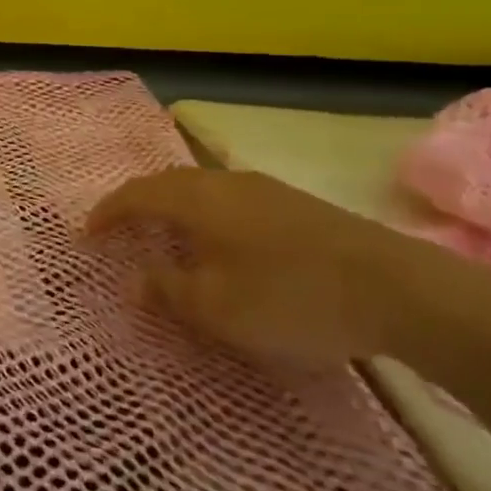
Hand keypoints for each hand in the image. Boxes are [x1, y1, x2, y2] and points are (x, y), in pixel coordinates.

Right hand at [85, 167, 460, 366]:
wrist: (404, 291)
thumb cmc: (292, 297)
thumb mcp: (217, 307)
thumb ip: (167, 290)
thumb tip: (130, 280)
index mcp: (196, 199)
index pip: (135, 195)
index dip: (106, 213)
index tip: (86, 235)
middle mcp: (225, 182)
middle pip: (166, 184)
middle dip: (137, 205)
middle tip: (120, 231)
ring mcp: (265, 189)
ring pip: (201, 190)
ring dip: (174, 210)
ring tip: (165, 238)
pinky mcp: (297, 205)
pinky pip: (230, 201)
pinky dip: (206, 216)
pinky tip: (221, 244)